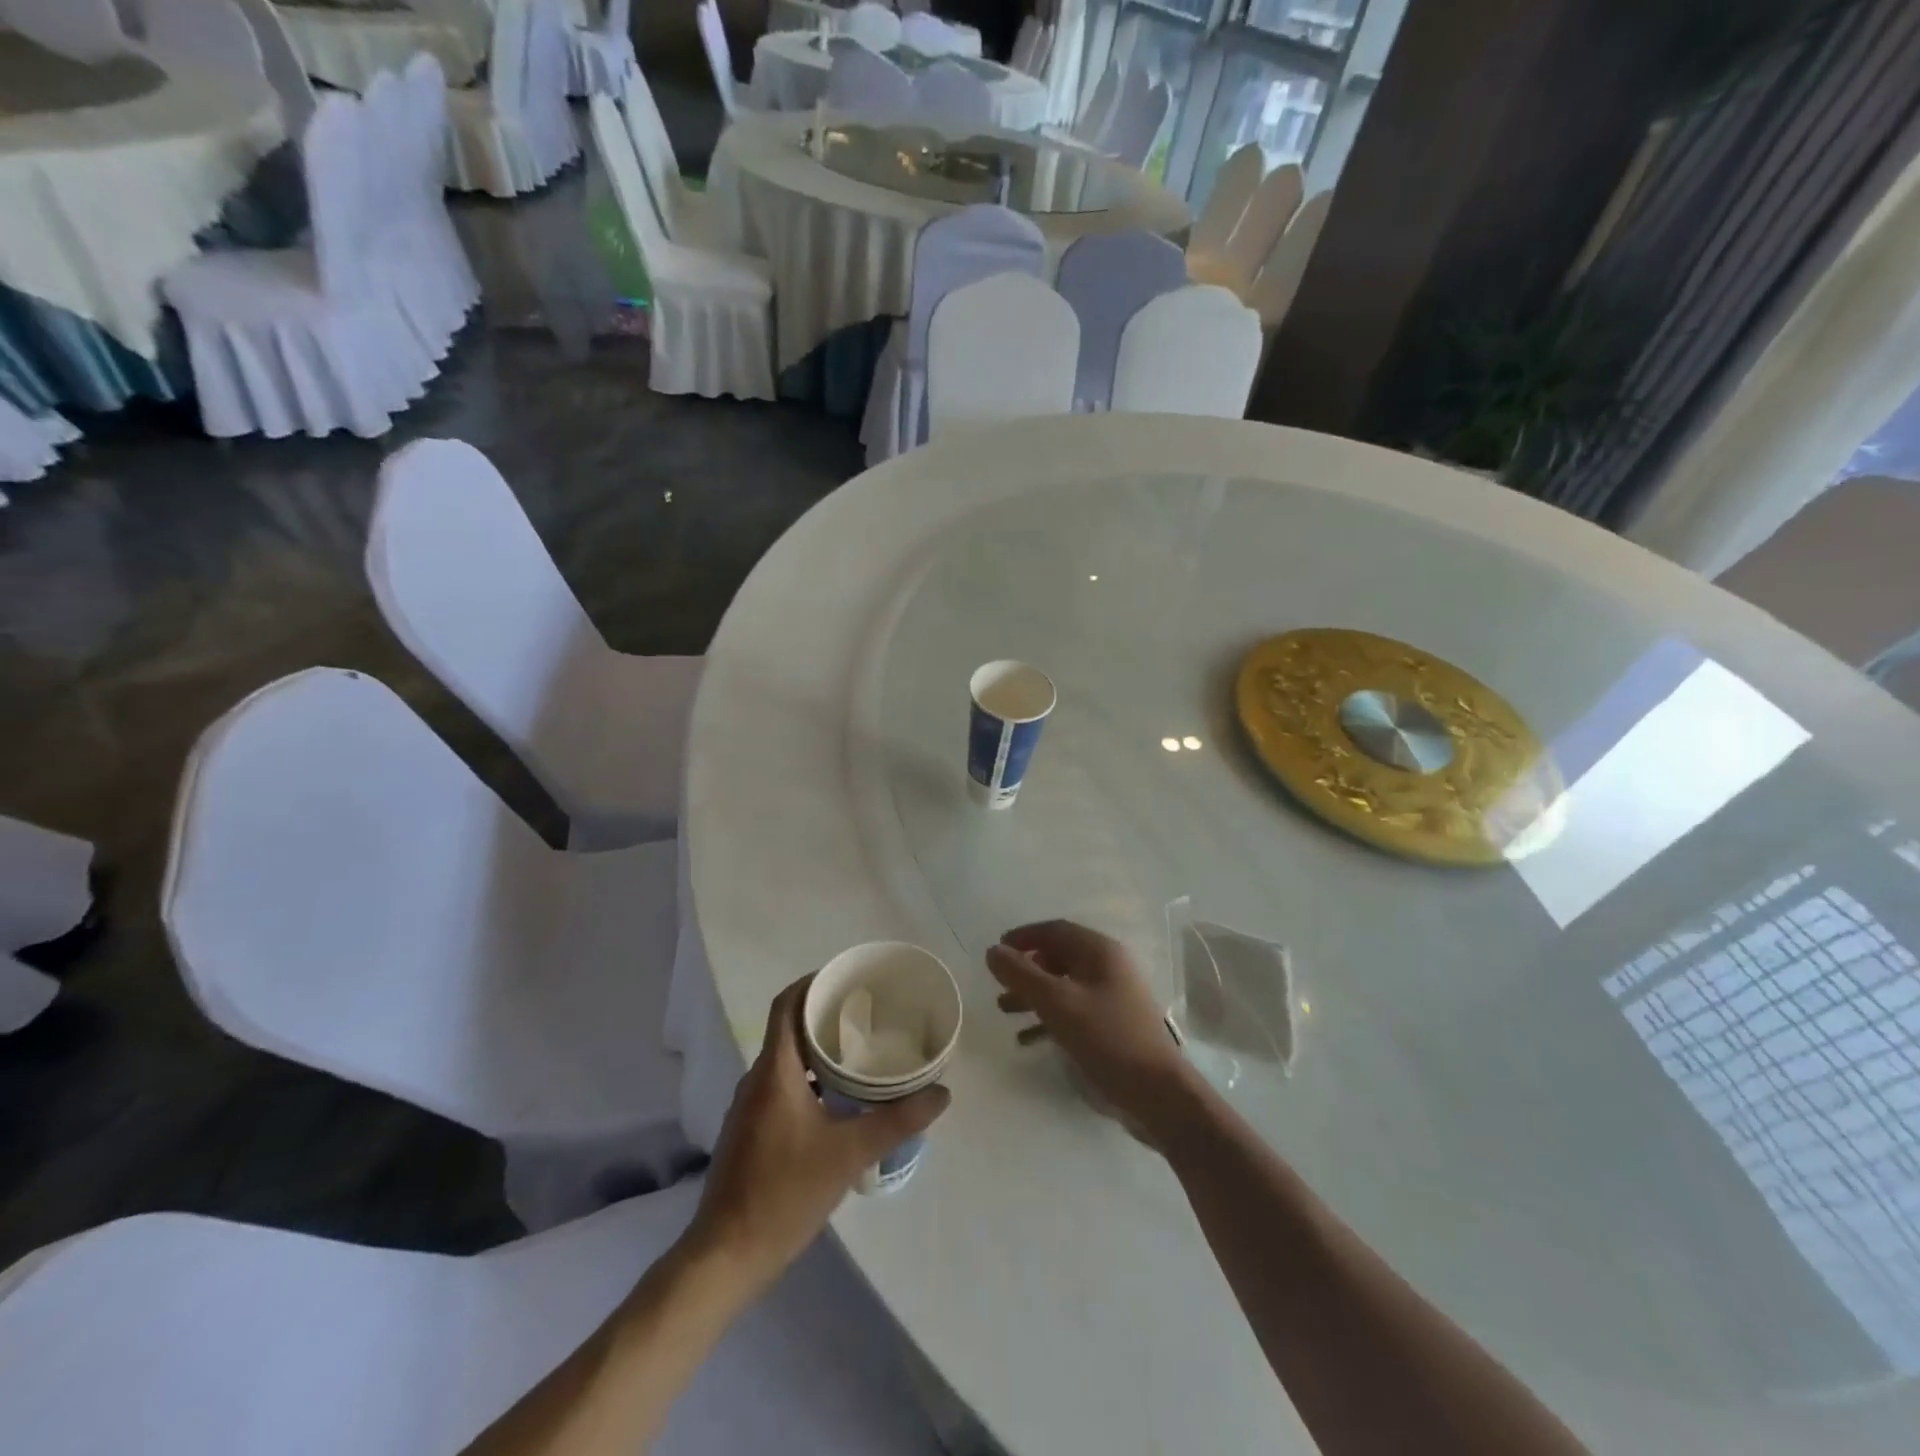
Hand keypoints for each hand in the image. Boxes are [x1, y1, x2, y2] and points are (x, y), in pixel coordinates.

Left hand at [690, 976, 950, 1289]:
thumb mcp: (849, 1154)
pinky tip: (839, 1098)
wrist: (727, 1256)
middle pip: (789, 1028)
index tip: (847, 977)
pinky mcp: (751, 1131)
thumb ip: (897, 1121)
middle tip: (868, 1011)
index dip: (812, 983)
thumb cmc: (785, 1193)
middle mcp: (757, 1080)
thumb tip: (942, 1093)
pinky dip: (809, 1077)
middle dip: (825, 1014)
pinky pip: (782, 1085)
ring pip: (786, 1059)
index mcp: (774, 1072)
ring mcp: (750, 1107)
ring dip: (818, 1048)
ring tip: (861, 1049)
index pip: (786, 1006)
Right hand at [986, 920, 1195, 1147]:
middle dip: (1026, 968)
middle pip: (1059, 956)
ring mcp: (1113, 996)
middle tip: (999, 983)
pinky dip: (1049, 1017)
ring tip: (1004, 1010)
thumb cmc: (1106, 1037)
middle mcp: (1108, 967)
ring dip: (1033, 994)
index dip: (1024, 936)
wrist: (1156, 1092)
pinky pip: (1074, 1010)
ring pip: (1064, 985)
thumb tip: (993, 951)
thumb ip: (1021, 975)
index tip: (997, 949)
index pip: (1056, 930)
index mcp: (1100, 951)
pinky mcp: (1113, 1024)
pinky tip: (1026, 1038)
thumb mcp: (1056, 1003)